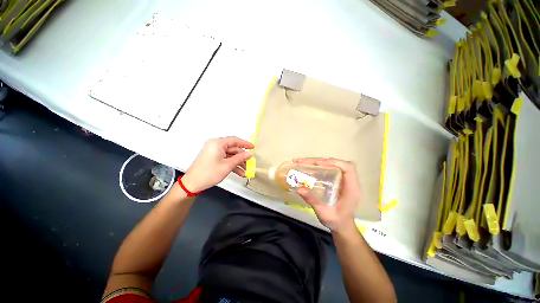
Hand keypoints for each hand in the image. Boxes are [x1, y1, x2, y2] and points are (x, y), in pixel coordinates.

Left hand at [182, 137, 252, 192]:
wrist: (192, 184)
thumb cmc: (209, 173)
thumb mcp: (227, 166)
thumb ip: (239, 158)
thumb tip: (250, 154)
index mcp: (218, 143)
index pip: (235, 140)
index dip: (245, 143)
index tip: (253, 148)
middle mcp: (215, 145)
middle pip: (233, 149)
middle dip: (242, 157)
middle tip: (250, 163)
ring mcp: (214, 152)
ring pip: (230, 155)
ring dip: (238, 163)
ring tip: (246, 171)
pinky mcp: (213, 158)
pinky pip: (225, 159)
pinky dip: (232, 165)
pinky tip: (240, 172)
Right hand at [294, 158, 358, 231]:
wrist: (342, 226)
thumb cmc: (336, 221)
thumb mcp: (324, 213)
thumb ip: (313, 201)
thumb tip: (299, 188)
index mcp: (351, 188)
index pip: (347, 168)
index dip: (333, 162)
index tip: (318, 164)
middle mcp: (348, 181)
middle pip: (337, 163)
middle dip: (319, 160)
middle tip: (302, 161)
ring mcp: (342, 179)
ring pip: (331, 164)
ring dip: (317, 161)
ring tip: (302, 162)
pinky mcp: (336, 180)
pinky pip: (328, 168)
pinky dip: (317, 165)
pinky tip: (308, 167)